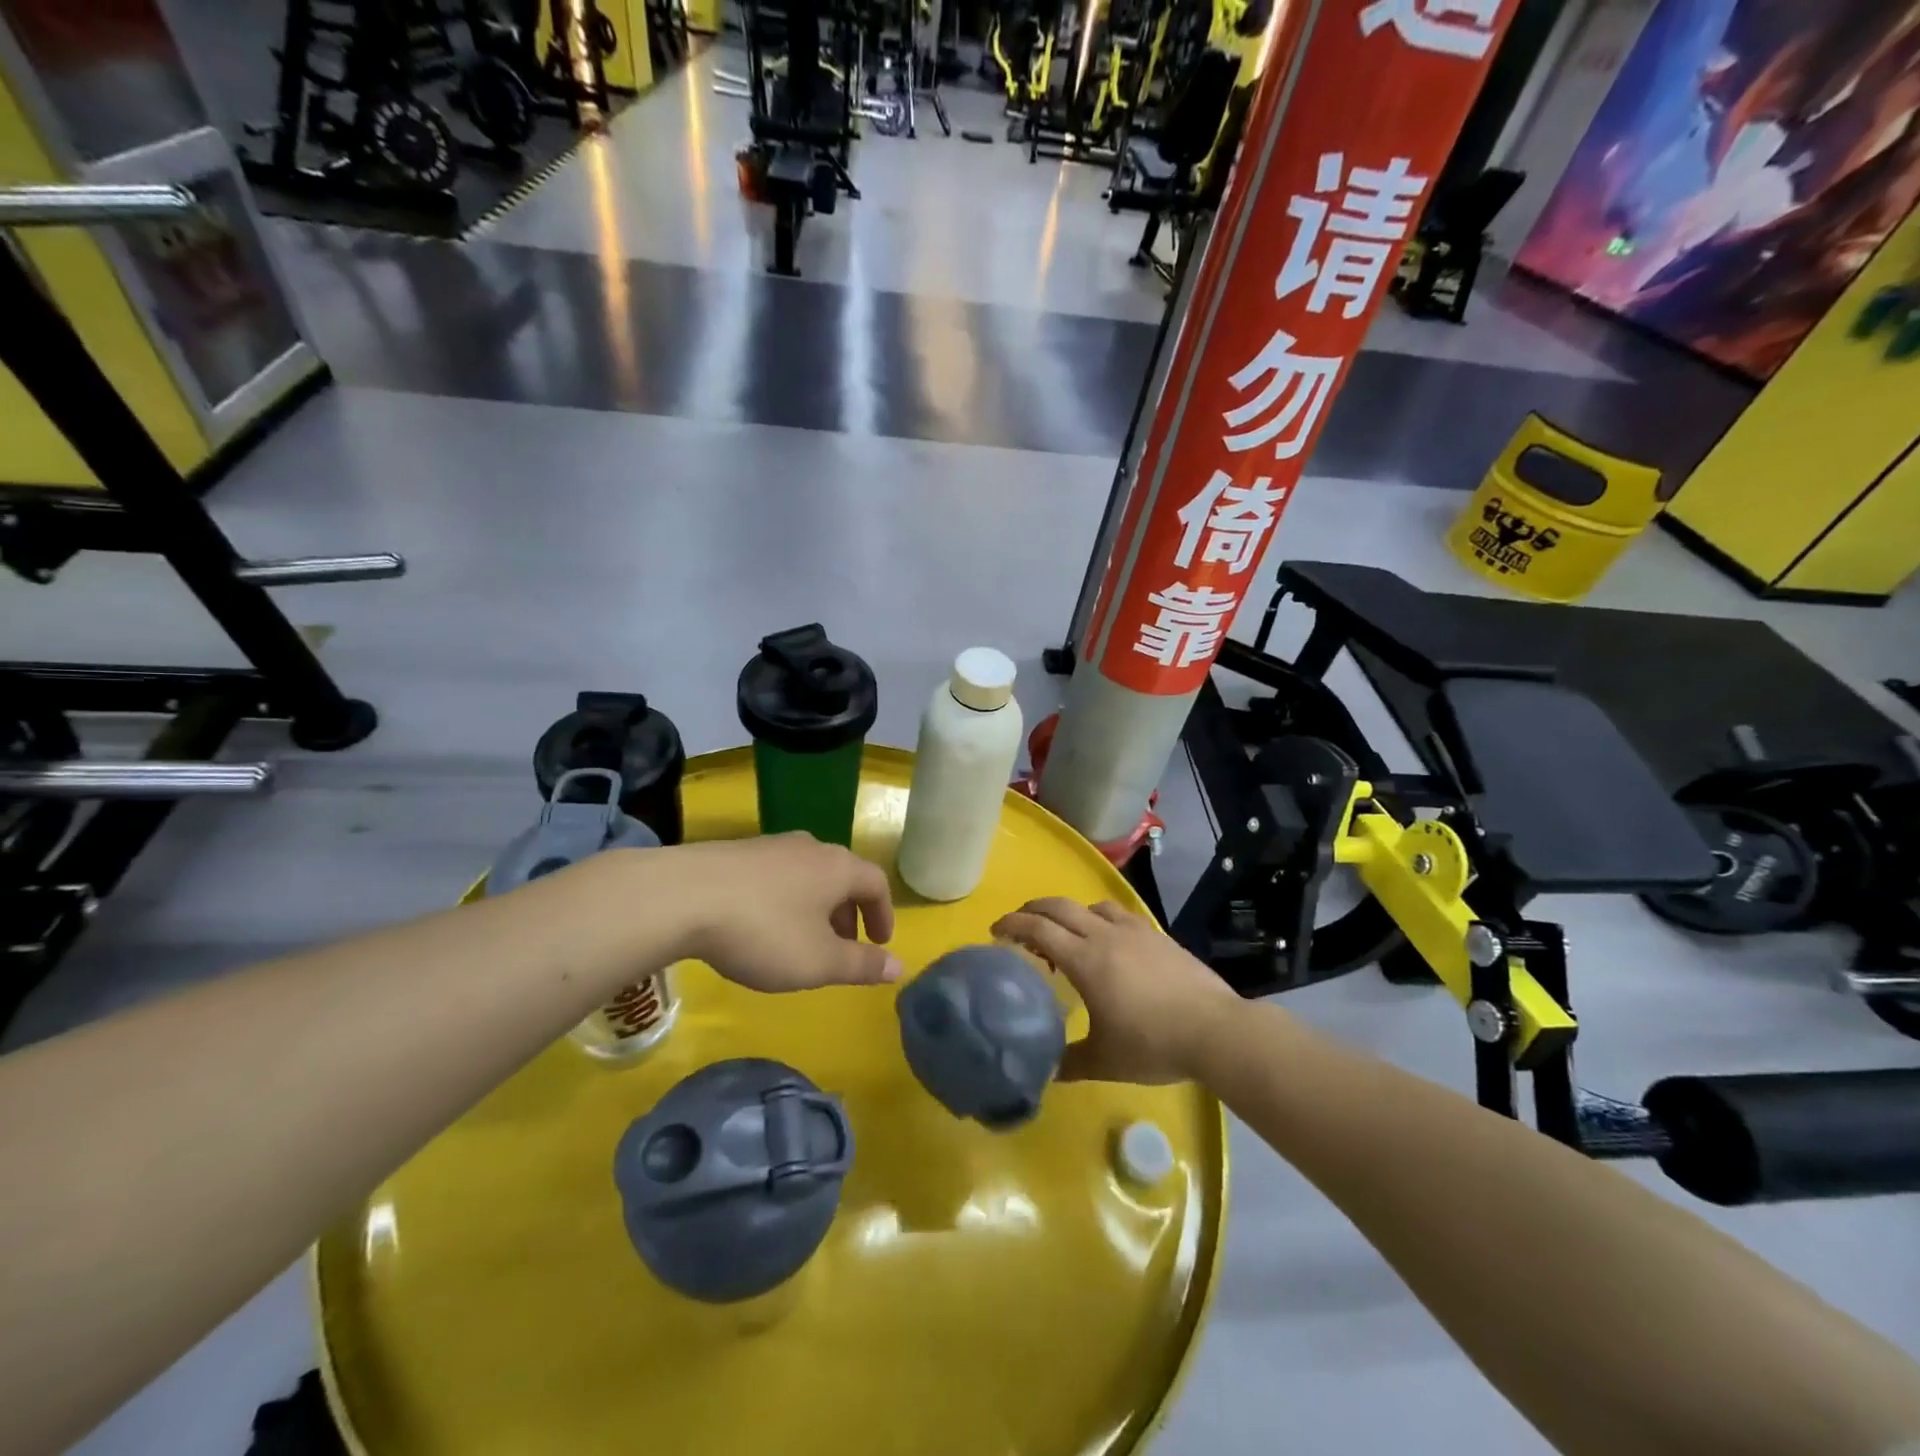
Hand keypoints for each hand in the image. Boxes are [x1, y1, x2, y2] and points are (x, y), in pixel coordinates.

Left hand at [662, 834, 900, 991]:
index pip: (876, 884)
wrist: (683, 896)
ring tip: (801, 940)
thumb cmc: (764, 931)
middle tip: (842, 948)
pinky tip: (761, 925)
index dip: (883, 915)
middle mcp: (811, 847)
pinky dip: (785, 900)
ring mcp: (772, 846)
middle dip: (848, 913)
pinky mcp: (738, 851)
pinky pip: (776, 876)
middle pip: (842, 877)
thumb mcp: (818, 961)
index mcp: (838, 868)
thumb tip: (899, 966)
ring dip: (816, 907)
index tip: (879, 943)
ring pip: (808, 875)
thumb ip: (861, 965)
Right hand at [991, 899, 1236, 1083]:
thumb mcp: (1104, 1061)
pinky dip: (1100, 919)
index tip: (995, 930)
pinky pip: (1119, 915)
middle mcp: (1104, 935)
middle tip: (1019, 926)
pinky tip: (1109, 941)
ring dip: (1069, 913)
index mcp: (1084, 960)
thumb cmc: (1152, 1044)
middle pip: (1059, 906)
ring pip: (1090, 906)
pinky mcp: (1157, 935)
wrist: (1215, 1030)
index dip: (1012, 924)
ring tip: (1066, 935)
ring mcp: (1134, 931)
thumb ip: (1069, 1062)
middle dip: (1032, 909)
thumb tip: (1045, 1071)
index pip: (1038, 929)